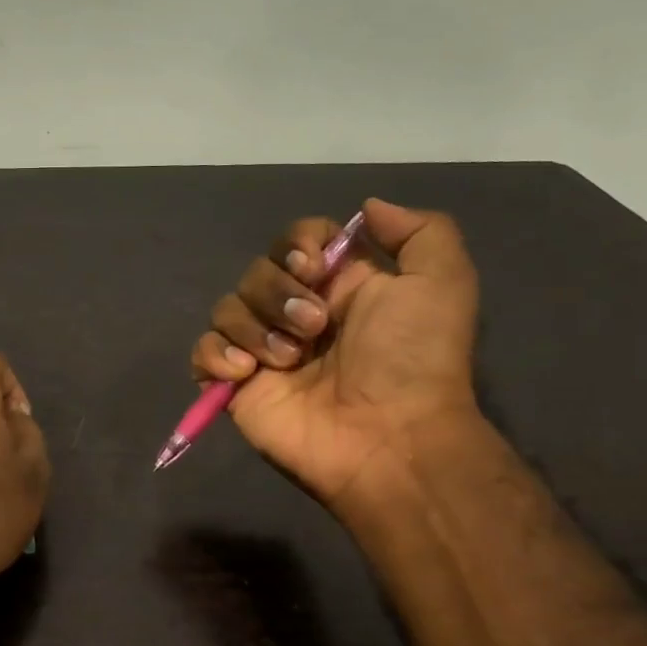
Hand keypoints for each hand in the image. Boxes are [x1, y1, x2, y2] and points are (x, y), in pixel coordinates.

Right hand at [190, 198, 478, 510]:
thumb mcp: (443, 280)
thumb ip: (419, 230)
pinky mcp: (236, 386)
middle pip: (256, 272)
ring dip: (255, 327)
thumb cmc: (413, 359)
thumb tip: (367, 208)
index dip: (297, 244)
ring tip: (289, 361)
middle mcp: (296, 314)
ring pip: (226, 308)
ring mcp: (263, 351)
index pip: (295, 241)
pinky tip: (247, 372)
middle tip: (314, 327)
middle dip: (279, 292)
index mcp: (338, 287)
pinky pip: (203, 352)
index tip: (315, 267)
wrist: (388, 437)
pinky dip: (217, 355)